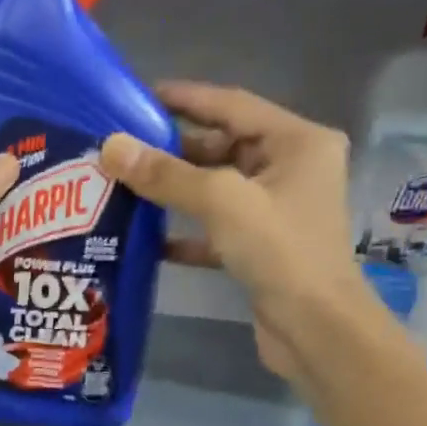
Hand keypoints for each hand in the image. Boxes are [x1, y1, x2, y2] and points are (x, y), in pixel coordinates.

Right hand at [97, 81, 385, 382]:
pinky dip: (184, 231)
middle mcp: (291, 169)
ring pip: (216, 188)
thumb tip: (111, 147)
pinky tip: (147, 237)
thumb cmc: (281, 251)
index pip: (232, 105)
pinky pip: (215, 227)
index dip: (185, 98)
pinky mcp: (260, 246)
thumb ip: (166, 174)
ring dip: (174, 190)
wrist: (315, 328)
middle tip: (122, 149)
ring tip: (124, 186)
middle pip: (222, 146)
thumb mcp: (222, 202)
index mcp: (297, 142)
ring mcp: (276, 210)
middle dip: (173, 149)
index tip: (139, 97)